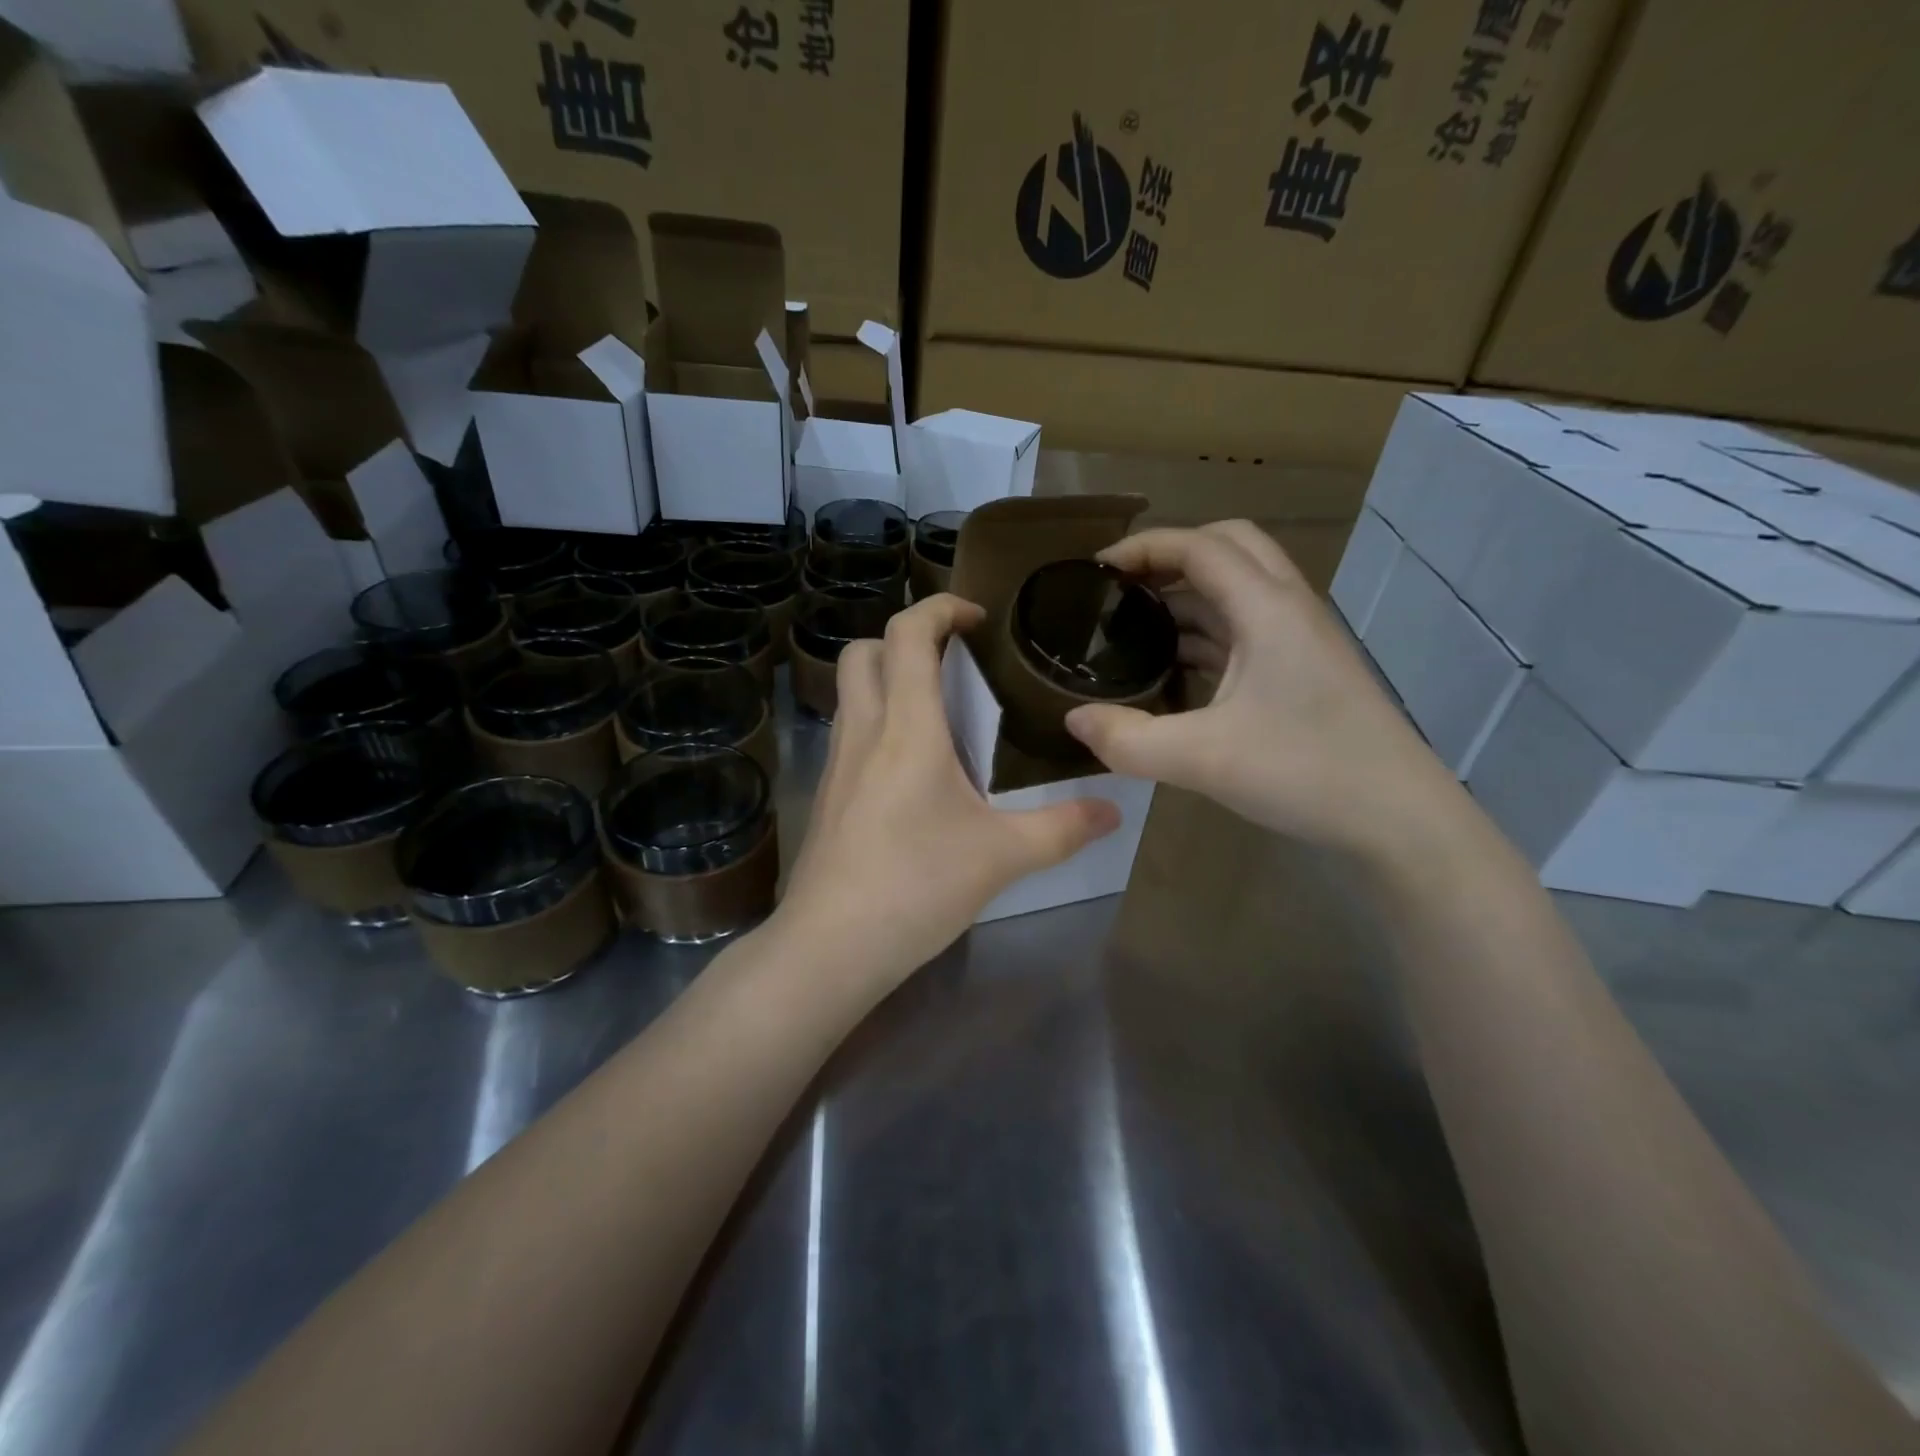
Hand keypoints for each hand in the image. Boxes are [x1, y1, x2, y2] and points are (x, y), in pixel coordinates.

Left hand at [774, 593, 1121, 993]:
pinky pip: (850, 733)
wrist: (831, 945)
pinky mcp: (827, 795)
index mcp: (906, 727)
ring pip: (851, 692)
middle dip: (905, 638)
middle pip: (862, 651)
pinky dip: (878, 722)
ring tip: (941, 713)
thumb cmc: (917, 886)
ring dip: (889, 680)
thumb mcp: (1001, 856)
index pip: (907, 634)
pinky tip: (914, 769)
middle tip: (954, 663)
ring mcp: (836, 763)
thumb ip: (1062, 828)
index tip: (976, 619)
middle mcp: (864, 731)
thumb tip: (1114, 812)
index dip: (939, 608)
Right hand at [1063, 521, 1459, 862]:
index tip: (1096, 570)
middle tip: (1124, 587)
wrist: (1398, 819)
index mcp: (1267, 609)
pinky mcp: (1303, 670)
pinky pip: (1246, 630)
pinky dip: (1206, 633)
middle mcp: (1287, 609)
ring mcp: (1300, 640)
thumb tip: (1074, 719)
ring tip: (1136, 626)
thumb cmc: (1306, 773)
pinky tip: (1174, 670)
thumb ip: (1128, 740)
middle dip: (1172, 556)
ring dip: (1189, 596)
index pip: (1200, 546)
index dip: (1144, 547)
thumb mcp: (1202, 760)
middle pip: (1230, 547)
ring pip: (1240, 590)